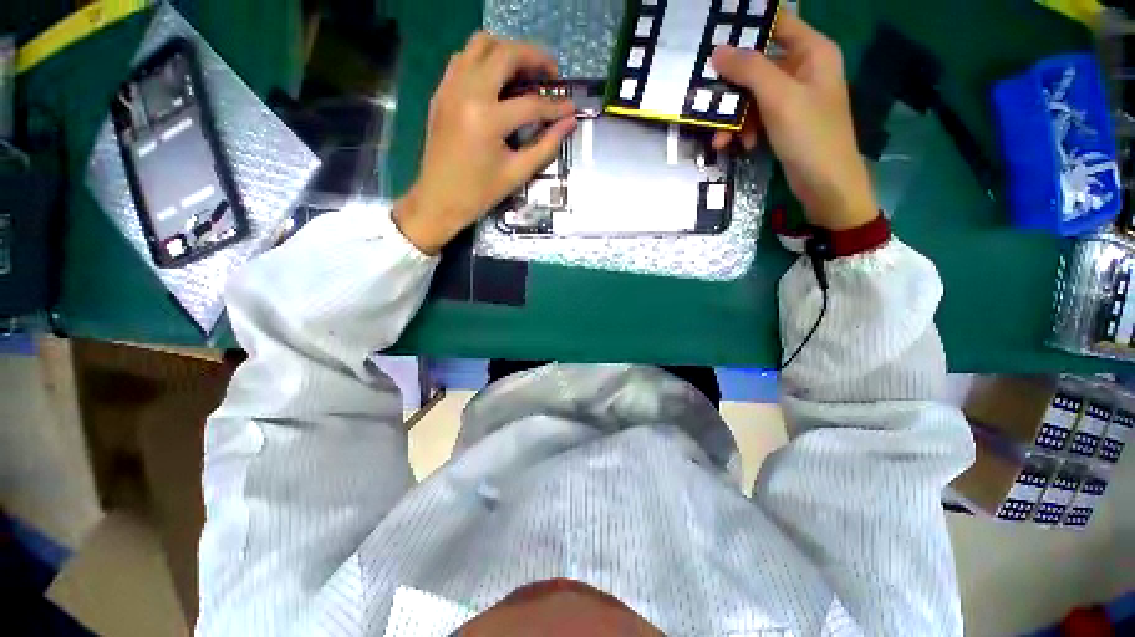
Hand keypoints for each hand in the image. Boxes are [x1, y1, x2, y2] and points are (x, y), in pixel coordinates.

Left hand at [394, 33, 576, 253]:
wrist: (438, 199)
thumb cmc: (479, 193)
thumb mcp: (517, 173)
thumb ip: (546, 146)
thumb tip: (569, 124)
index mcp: (487, 119)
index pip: (531, 103)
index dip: (556, 106)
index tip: (572, 108)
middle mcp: (467, 92)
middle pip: (505, 54)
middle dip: (534, 57)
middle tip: (551, 73)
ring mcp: (450, 88)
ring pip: (480, 44)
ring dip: (507, 51)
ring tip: (524, 71)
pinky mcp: (441, 91)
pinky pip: (463, 58)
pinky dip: (484, 60)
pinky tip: (496, 80)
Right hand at [710, 13, 876, 231]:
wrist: (825, 184)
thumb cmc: (810, 135)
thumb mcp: (779, 98)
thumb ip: (749, 70)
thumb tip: (717, 51)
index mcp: (812, 51)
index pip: (776, 24)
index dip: (747, 28)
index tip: (715, 40)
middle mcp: (803, 69)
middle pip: (759, 64)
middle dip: (732, 88)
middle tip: (707, 100)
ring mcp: (794, 97)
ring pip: (753, 95)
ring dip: (734, 117)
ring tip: (719, 140)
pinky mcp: (785, 121)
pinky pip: (757, 116)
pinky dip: (745, 130)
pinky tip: (740, 146)